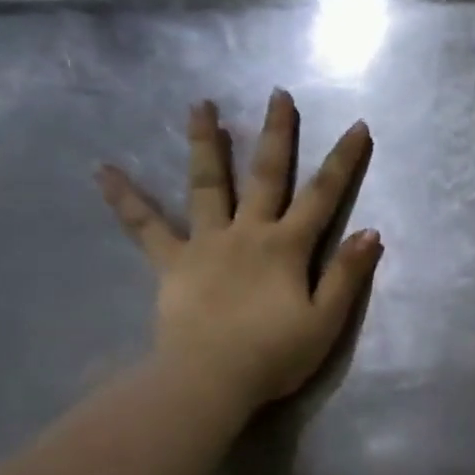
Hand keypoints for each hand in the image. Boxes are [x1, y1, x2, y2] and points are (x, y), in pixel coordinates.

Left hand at [96, 90, 380, 416]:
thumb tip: (371, 232)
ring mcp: (206, 243)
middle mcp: (247, 233)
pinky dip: (126, 199)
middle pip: (264, 175)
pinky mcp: (172, 263)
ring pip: (206, 184)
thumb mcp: (325, 321)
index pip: (323, 196)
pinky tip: (103, 171)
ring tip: (200, 105)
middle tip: (277, 94)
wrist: (209, 381)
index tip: (358, 126)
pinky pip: (145, 227)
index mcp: (286, 247)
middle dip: (275, 134)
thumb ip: (346, 275)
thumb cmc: (274, 355)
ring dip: (207, 144)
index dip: (342, 161)